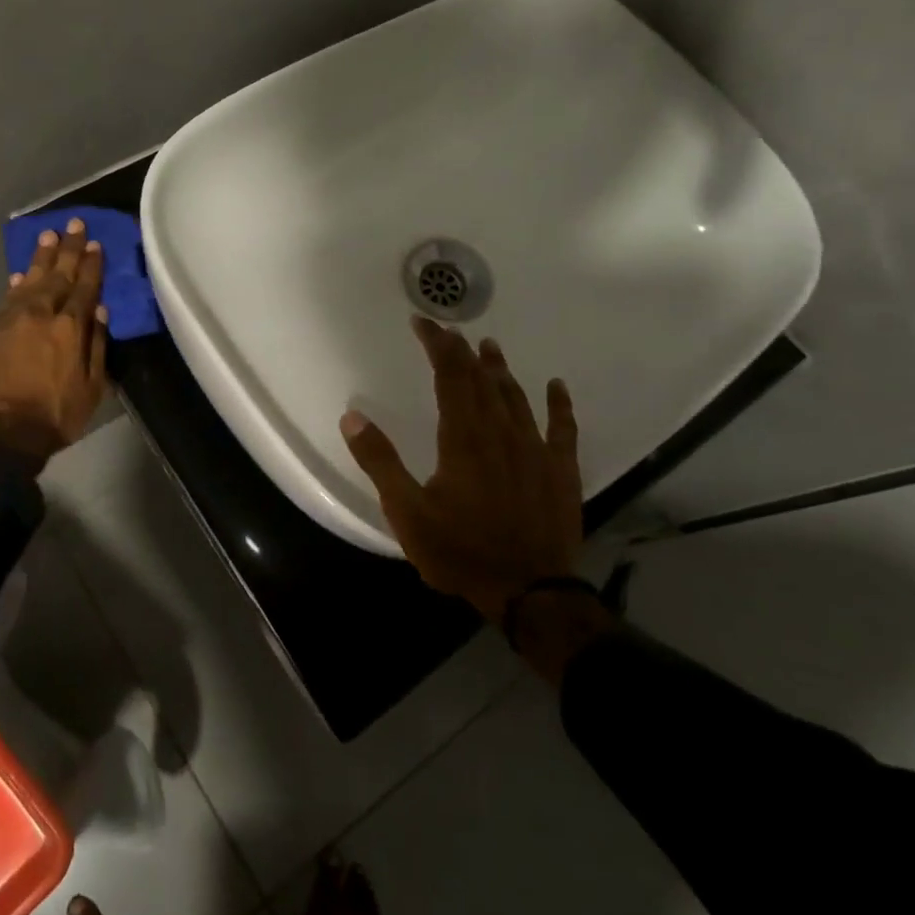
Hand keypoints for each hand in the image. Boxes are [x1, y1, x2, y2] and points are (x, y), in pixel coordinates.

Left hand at [0, 217, 109, 465]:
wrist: (2, 433)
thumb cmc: (56, 414)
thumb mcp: (92, 386)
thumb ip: (96, 345)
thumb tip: (99, 312)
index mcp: (70, 327)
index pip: (84, 287)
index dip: (91, 264)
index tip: (95, 243)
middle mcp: (40, 315)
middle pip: (56, 275)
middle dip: (67, 249)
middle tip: (73, 223)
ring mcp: (9, 321)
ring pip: (28, 281)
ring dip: (39, 258)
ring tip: (47, 236)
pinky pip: (5, 301)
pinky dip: (15, 286)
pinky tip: (20, 275)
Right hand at [340, 317, 581, 623]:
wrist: (528, 591)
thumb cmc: (460, 551)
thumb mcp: (407, 512)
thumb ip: (380, 462)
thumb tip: (352, 417)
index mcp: (463, 438)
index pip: (450, 376)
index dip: (437, 345)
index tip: (422, 323)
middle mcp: (500, 433)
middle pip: (481, 380)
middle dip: (462, 351)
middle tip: (448, 331)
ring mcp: (535, 450)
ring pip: (517, 397)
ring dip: (501, 370)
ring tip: (490, 347)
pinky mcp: (560, 470)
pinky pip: (562, 428)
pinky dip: (559, 404)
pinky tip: (556, 386)